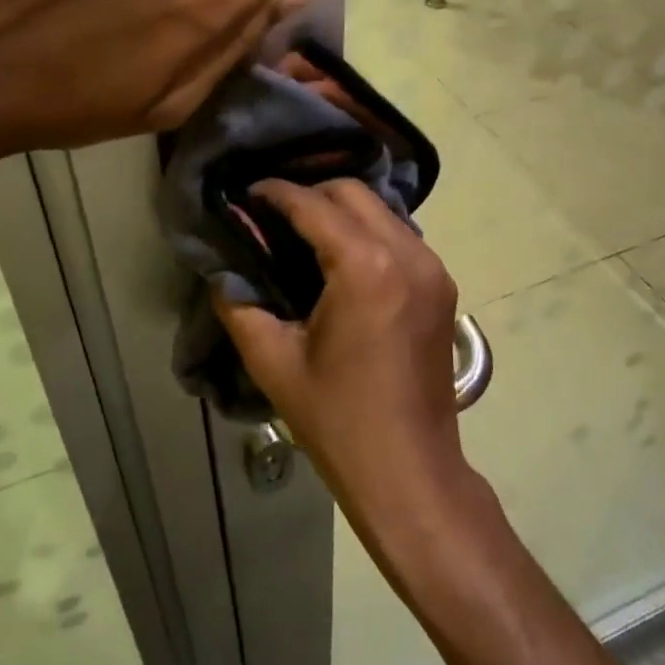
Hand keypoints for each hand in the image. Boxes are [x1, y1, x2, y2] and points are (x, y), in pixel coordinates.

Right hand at [214, 179, 471, 533]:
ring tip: (301, 232)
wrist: (410, 471)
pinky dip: (368, 232)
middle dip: (309, 193)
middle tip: (271, 215)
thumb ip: (238, 302)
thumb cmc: (338, 419)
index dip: (274, 193)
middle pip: (353, 193)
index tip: (245, 194)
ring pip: (381, 210)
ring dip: (341, 210)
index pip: (313, 204)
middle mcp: (407, 253)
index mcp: (365, 266)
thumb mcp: (273, 361)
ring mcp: (433, 268)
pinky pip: (400, 236)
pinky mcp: (442, 286)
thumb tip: (222, 265)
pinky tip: (340, 257)